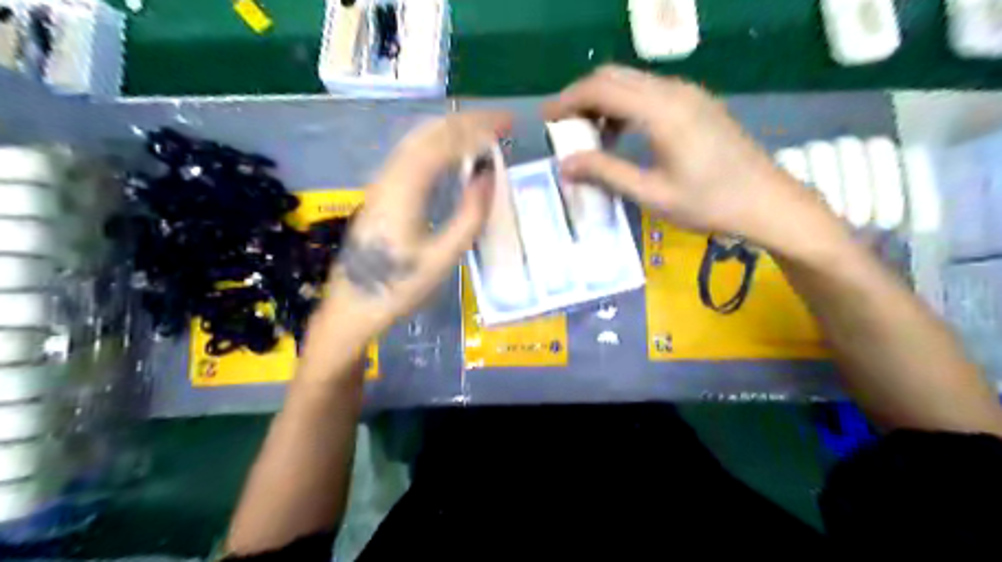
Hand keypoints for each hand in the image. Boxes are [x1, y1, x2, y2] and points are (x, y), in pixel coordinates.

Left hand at [317, 107, 511, 338]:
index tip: (506, 124)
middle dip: (466, 122)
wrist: (352, 307)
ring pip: (417, 140)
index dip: (477, 128)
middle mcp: (389, 176)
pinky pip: (411, 154)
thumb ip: (469, 215)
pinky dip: (438, 144)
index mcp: (404, 189)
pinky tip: (452, 153)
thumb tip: (488, 175)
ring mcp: (381, 183)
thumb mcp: (443, 257)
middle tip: (500, 123)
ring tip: (482, 132)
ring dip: (452, 130)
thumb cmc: (400, 287)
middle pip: (429, 132)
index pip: (444, 142)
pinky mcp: (381, 193)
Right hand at [542, 63, 838, 252]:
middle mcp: (673, 91)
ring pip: (632, 82)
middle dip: (582, 96)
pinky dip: (625, 105)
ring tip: (590, 136)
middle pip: (614, 76)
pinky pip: (650, 92)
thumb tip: (564, 164)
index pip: (601, 89)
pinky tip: (622, 134)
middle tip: (563, 126)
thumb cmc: (708, 203)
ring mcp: (689, 94)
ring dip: (604, 101)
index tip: (546, 118)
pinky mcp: (697, 103)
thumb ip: (605, 173)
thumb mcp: (651, 193)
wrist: (767, 202)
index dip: (568, 100)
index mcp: (661, 111)